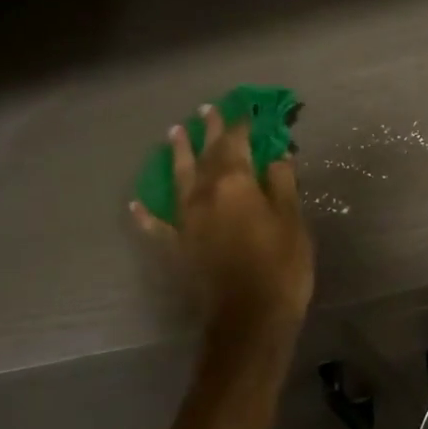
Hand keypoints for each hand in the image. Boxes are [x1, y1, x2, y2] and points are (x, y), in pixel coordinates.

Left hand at [131, 105, 313, 372]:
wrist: (249, 319)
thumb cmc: (280, 266)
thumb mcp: (291, 220)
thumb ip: (281, 183)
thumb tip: (276, 154)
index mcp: (234, 183)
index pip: (237, 143)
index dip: (243, 124)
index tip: (247, 109)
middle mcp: (203, 194)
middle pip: (206, 154)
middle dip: (210, 131)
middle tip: (208, 109)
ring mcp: (185, 221)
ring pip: (178, 179)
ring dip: (177, 154)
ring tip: (174, 132)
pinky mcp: (177, 247)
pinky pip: (156, 226)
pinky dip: (146, 214)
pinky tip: (136, 204)